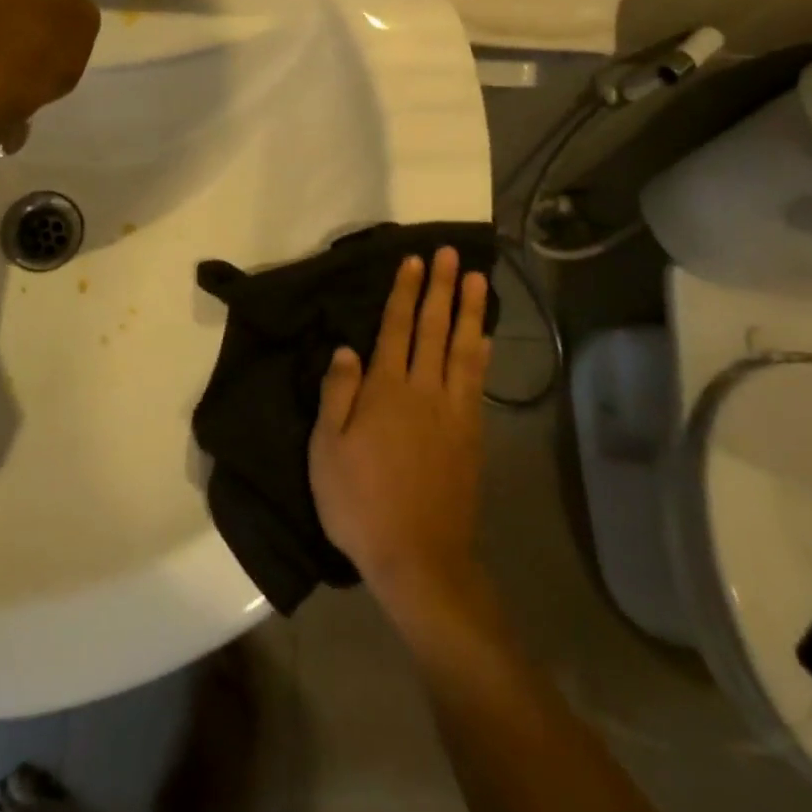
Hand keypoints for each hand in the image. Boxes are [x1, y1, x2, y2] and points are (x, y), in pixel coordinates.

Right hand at [310, 248, 491, 622]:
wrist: (418, 557)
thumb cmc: (360, 502)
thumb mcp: (326, 449)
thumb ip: (337, 394)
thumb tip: (347, 349)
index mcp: (386, 391)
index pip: (396, 328)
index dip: (405, 292)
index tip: (414, 260)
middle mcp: (424, 391)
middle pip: (434, 329)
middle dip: (441, 288)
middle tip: (451, 254)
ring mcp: (454, 412)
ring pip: (462, 349)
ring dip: (469, 311)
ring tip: (477, 279)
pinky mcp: (472, 435)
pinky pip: (477, 382)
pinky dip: (482, 354)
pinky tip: (484, 339)